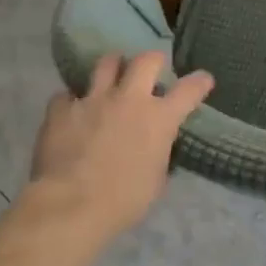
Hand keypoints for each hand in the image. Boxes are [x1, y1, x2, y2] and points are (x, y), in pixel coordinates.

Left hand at [29, 52, 214, 240]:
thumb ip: (158, 153)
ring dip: (113, 68)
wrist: (71, 206)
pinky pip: (67, 95)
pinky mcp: (61, 109)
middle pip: (146, 60)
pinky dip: (72, 102)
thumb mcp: (156, 180)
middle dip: (153, 60)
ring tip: (112, 77)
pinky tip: (72, 112)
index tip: (203, 80)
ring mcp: (93, 100)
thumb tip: (155, 147)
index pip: (189, 89)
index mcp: (160, 119)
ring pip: (106, 63)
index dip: (199, 82)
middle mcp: (129, 99)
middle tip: (152, 68)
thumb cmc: (124, 201)